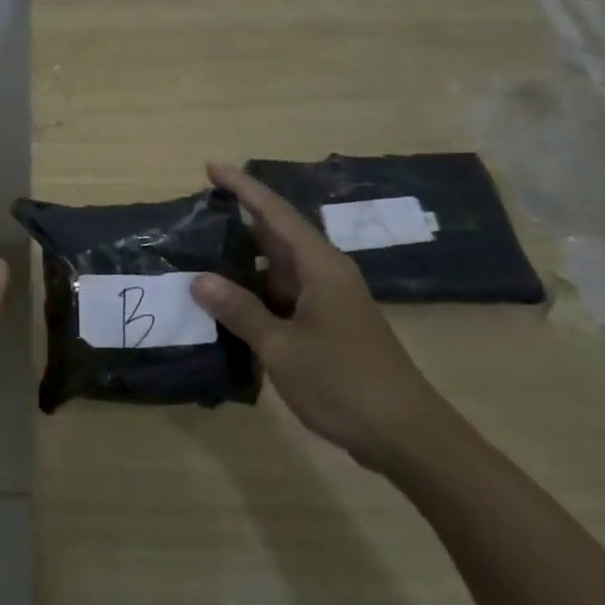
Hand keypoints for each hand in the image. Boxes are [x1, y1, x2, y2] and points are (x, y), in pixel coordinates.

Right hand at [192, 162, 447, 471]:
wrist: (407, 437)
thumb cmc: (344, 382)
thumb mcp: (282, 347)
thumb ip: (240, 310)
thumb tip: (200, 279)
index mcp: (319, 266)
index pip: (274, 213)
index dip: (242, 187)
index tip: (211, 168)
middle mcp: (325, 274)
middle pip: (276, 236)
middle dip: (238, 224)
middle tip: (196, 217)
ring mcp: (329, 302)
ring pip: (278, 270)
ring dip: (244, 265)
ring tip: (200, 260)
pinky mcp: (329, 327)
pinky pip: (284, 298)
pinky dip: (256, 296)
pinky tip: (230, 307)